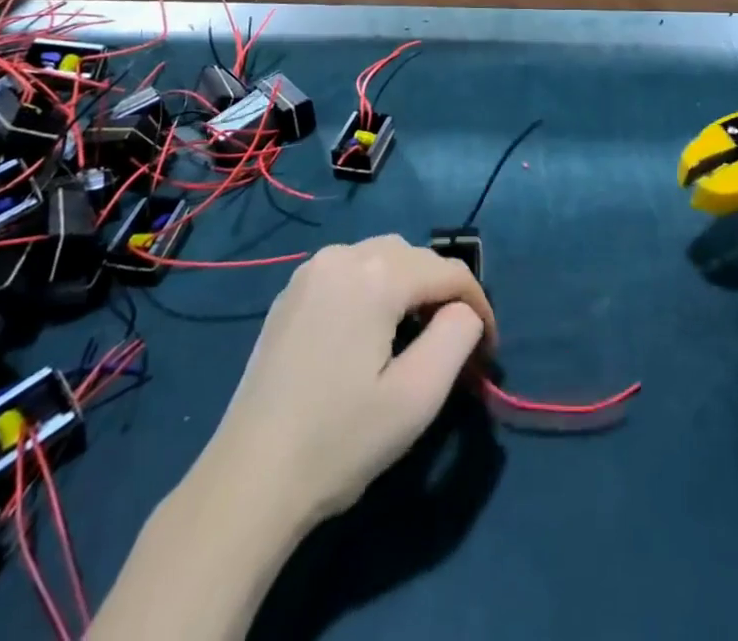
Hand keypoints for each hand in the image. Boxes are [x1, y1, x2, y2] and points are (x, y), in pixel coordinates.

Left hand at [199, 234, 496, 528]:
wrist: (248, 480)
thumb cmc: (339, 440)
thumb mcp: (417, 396)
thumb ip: (456, 337)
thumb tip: (464, 312)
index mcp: (376, 275)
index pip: (449, 272)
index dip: (479, 306)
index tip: (488, 351)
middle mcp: (343, 256)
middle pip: (415, 257)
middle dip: (442, 292)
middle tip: (455, 343)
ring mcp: (311, 271)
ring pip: (381, 258)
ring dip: (408, 287)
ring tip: (416, 336)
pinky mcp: (291, 293)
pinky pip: (349, 271)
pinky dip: (373, 288)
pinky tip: (370, 332)